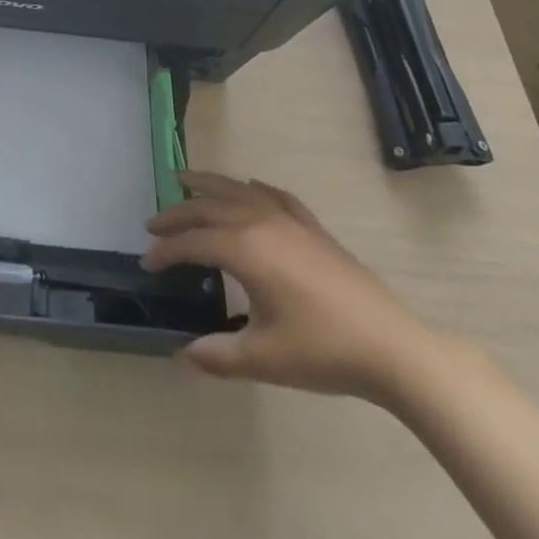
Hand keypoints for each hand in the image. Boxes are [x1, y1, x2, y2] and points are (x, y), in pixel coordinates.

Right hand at [142, 172, 435, 401]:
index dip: (166, 251)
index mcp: (244, 249)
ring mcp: (289, 220)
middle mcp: (260, 222)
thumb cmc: (323, 351)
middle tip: (153, 224)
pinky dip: (254, 188)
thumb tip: (182, 355)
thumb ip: (218, 355)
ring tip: (185, 180)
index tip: (147, 263)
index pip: (193, 242)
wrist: (391, 348)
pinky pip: (275, 196)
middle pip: (208, 207)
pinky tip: (250, 186)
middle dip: (177, 214)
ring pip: (238, 190)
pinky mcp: (313, 228)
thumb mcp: (264, 359)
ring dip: (208, 185)